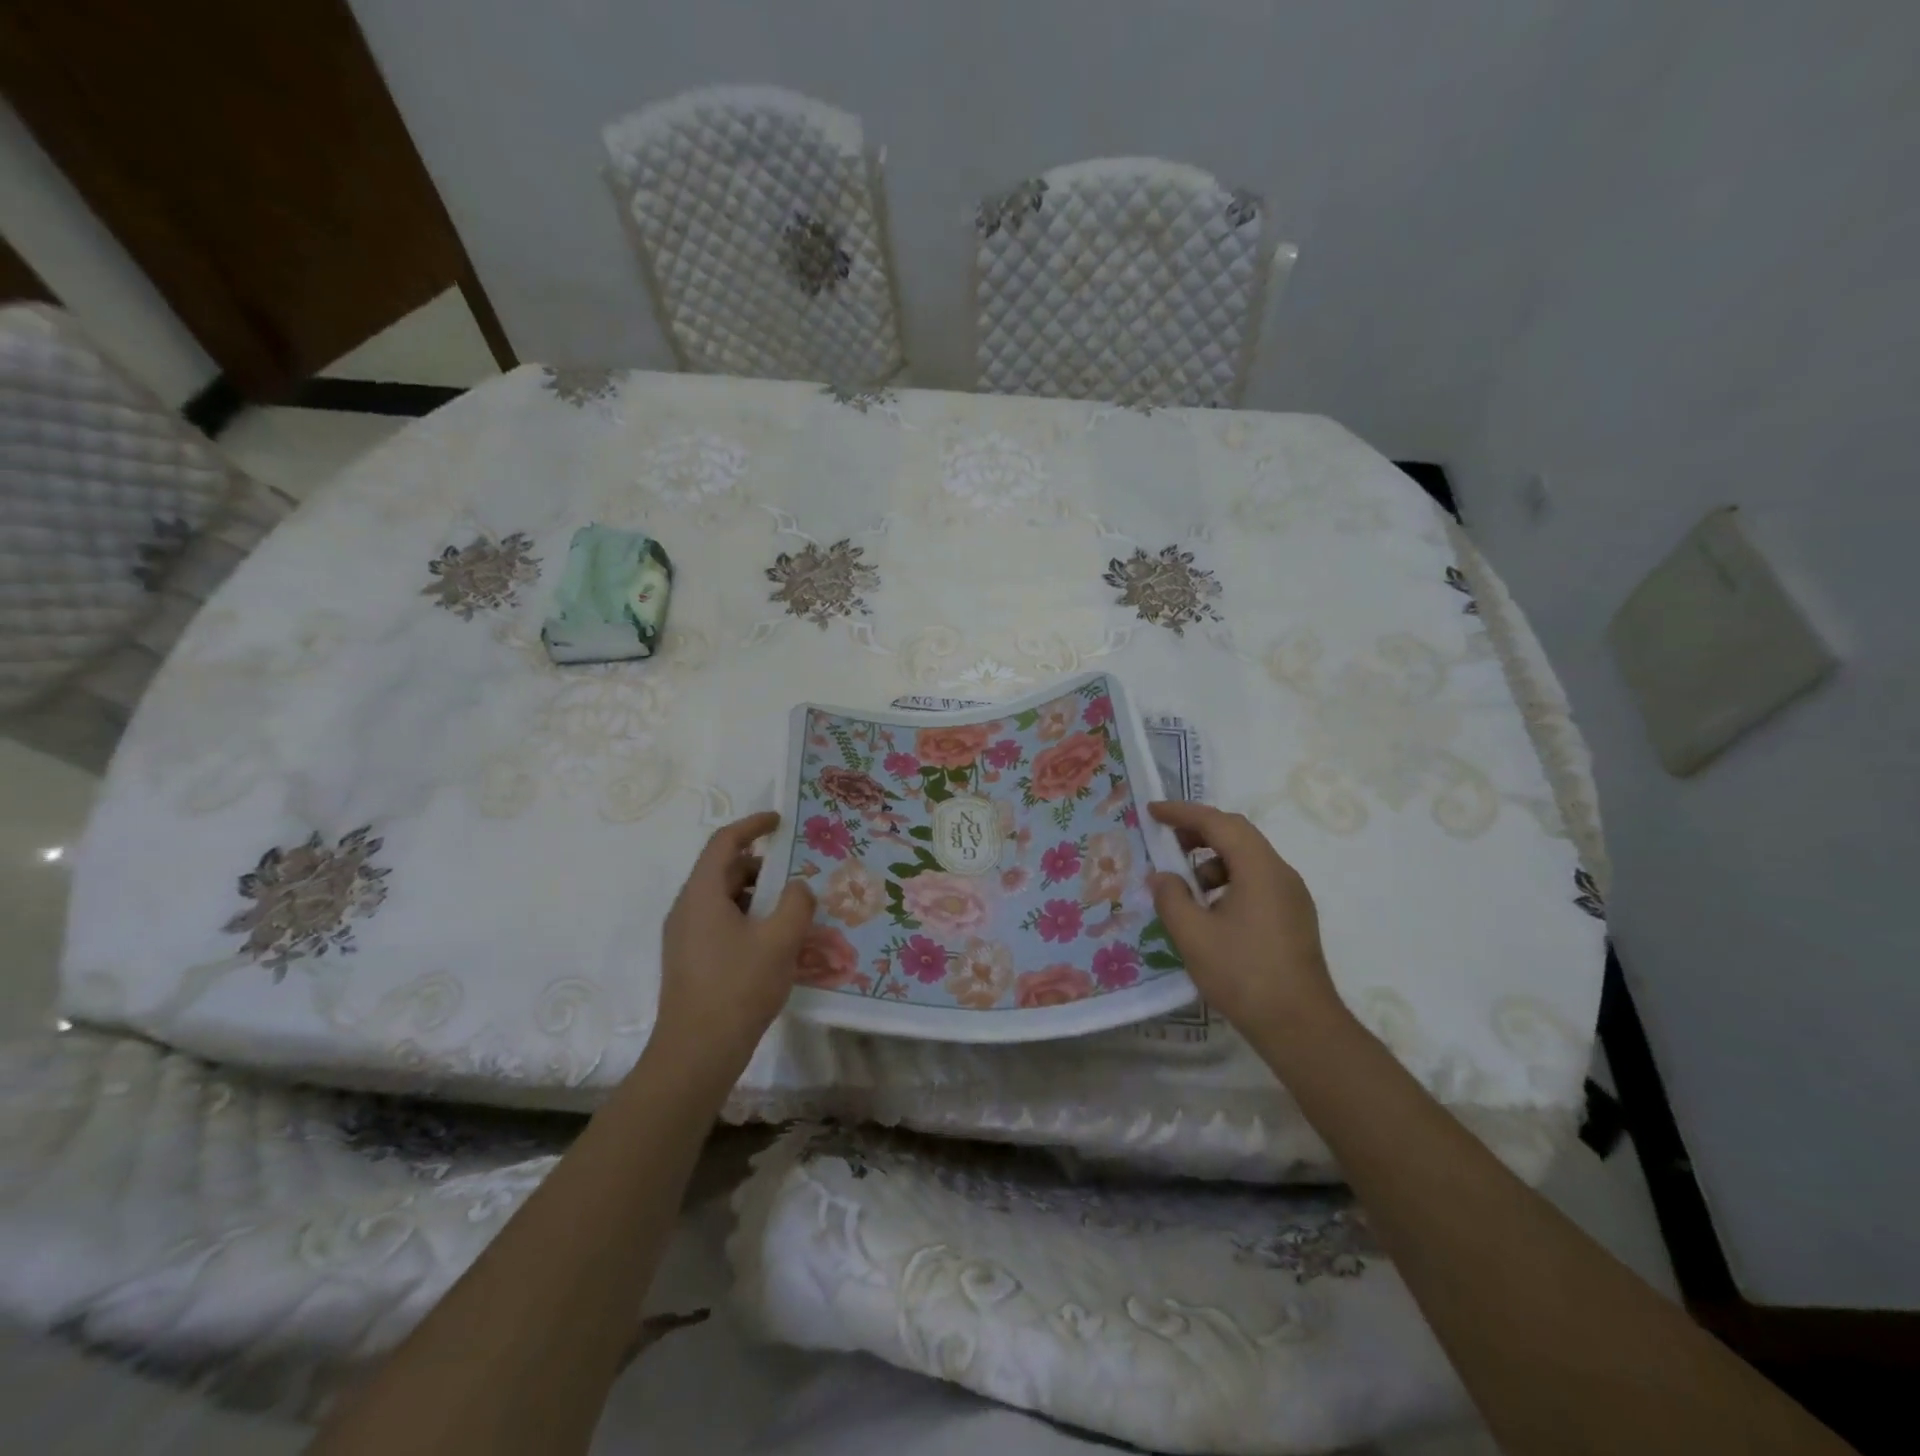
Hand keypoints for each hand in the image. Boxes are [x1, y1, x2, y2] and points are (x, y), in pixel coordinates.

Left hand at [655, 812, 814, 1071]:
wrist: (696, 1054)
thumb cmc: (738, 988)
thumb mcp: (780, 941)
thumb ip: (796, 904)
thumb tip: (799, 887)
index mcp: (702, 894)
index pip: (724, 842)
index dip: (753, 825)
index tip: (780, 821)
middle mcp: (687, 909)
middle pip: (724, 870)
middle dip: (762, 865)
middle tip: (798, 872)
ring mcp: (685, 937)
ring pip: (723, 899)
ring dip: (757, 895)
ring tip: (792, 908)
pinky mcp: (690, 961)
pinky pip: (720, 923)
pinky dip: (747, 918)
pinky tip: (774, 941)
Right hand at [1147, 800, 1343, 1038]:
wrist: (1301, 1026)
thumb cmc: (1243, 974)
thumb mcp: (1193, 935)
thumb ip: (1171, 897)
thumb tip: (1163, 877)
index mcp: (1259, 868)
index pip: (1218, 823)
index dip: (1183, 813)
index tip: (1153, 811)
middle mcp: (1281, 873)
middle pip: (1237, 835)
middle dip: (1198, 832)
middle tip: (1166, 841)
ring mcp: (1292, 896)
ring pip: (1248, 860)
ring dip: (1213, 861)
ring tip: (1185, 887)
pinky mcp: (1294, 917)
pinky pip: (1257, 882)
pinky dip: (1228, 881)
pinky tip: (1210, 912)